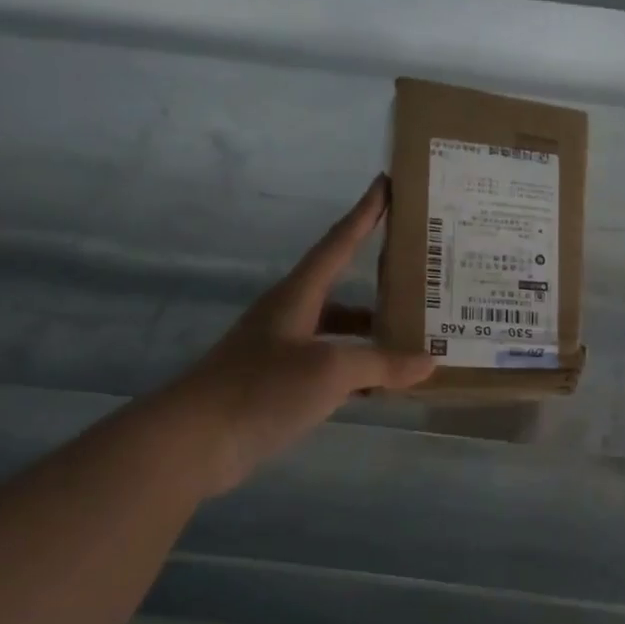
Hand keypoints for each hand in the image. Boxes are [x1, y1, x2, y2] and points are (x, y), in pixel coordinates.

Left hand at [171, 177, 433, 493]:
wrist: (195, 441)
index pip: (338, 243)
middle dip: (382, 285)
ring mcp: (285, 352)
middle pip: (344, 290)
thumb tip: (429, 362)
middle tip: (424, 282)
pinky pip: (334, 368)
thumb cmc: (262, 388)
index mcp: (298, 296)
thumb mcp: (330, 370)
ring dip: (375, 336)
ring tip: (417, 341)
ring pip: (341, 334)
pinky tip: (385, 386)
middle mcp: (292, 316)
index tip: (386, 183)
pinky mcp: (282, 386)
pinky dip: (361, 373)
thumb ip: (382, 364)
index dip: (364, 213)